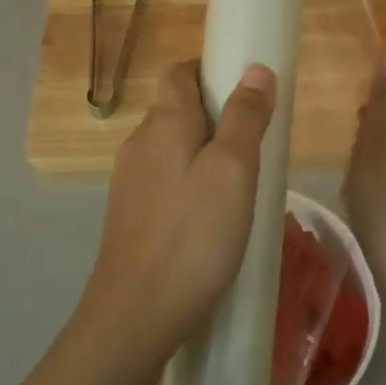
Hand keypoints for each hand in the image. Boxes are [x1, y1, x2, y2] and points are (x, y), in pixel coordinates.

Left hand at [78, 60, 276, 368]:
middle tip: (255, 141)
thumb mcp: (233, 171)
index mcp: (163, 124)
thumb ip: (244, 117)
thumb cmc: (193, 236)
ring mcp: (130, 184)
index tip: (245, 87)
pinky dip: (190, 184)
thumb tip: (255, 69)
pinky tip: (213, 217)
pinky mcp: (130, 218)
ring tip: (242, 182)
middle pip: (175, 110)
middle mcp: (138, 145)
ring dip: (204, 152)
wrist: (136, 315)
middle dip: (214, 114)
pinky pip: (165, 182)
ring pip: (171, 149)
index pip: (178, 73)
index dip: (209, 69)